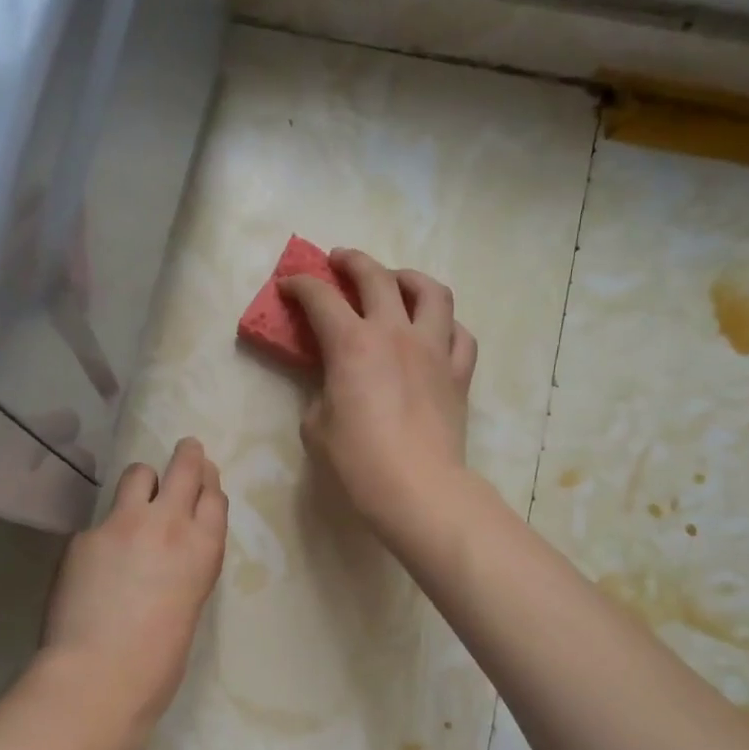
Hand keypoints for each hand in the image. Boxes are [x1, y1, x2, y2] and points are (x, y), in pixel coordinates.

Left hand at [39, 437, 227, 749]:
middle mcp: (168, 523)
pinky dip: (104, 530)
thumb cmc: (158, 662)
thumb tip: (168, 553)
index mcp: (203, 549)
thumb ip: (184, 567)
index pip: (214, 496)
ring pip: (138, 474)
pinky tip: (95, 560)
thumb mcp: (189, 606)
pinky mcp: (85, 534)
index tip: (205, 476)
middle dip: (187, 455)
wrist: (99, 676)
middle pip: (184, 468)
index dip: (209, 482)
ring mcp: (122, 523)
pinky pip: (100, 519)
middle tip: (186, 449)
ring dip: (142, 481)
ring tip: (137, 496)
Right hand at [280, 250, 477, 549]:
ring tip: (396, 282)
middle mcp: (395, 333)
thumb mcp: (317, 426)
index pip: (321, 299)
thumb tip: (335, 386)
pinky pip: (460, 334)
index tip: (288, 284)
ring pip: (431, 292)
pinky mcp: (459, 373)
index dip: (300, 285)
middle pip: (376, 277)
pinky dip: (445, 324)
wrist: (417, 488)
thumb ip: (322, 393)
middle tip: (338, 260)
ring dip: (409, 278)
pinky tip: (434, 331)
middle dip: (352, 261)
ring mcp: (434, 349)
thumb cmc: (357, 461)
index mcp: (352, 344)